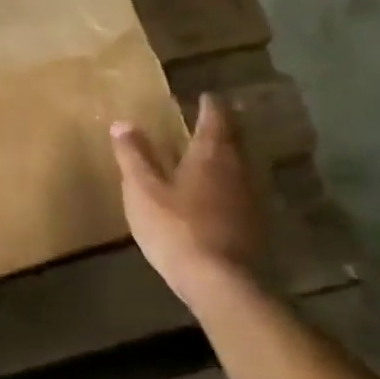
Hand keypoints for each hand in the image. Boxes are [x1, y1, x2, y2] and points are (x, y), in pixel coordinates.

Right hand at [111, 94, 263, 307]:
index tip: (205, 96)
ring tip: (212, 152)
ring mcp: (252, 198)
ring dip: (229, 155)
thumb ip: (133, 155)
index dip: (210, 105)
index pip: (216, 118)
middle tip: (212, 118)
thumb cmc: (177, 228)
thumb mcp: (142, 190)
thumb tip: (122, 122)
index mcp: (211, 154)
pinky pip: (243, 190)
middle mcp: (239, 169)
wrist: (222, 283)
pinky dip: (232, 182)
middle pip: (236, 139)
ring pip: (242, 165)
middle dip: (224, 127)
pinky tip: (220, 193)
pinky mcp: (256, 224)